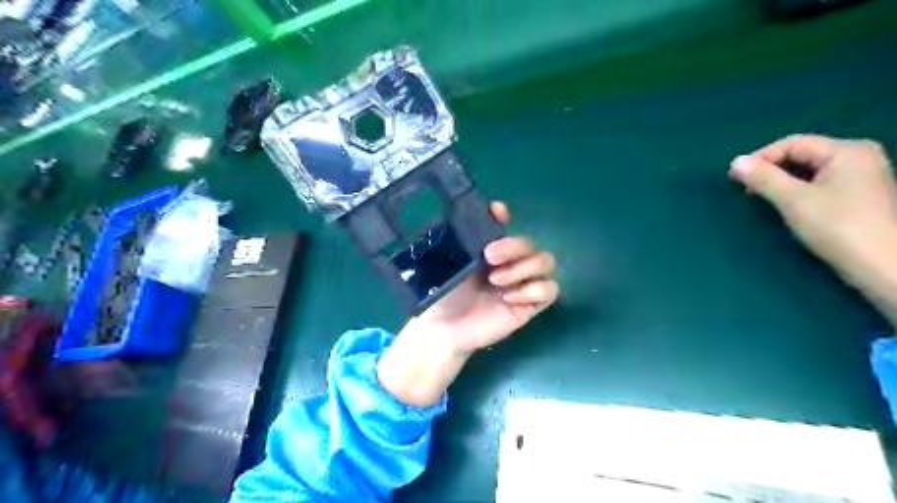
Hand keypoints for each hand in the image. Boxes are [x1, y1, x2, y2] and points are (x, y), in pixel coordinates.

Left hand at [376, 202, 557, 406]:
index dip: (505, 217)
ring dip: (524, 267)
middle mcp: (509, 264)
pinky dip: (533, 290)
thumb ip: (463, 238)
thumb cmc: (443, 295)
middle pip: (530, 244)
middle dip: (514, 246)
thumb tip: (478, 214)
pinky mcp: (529, 305)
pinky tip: (509, 298)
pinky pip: (549, 290)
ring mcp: (522, 284)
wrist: (444, 329)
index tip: (498, 212)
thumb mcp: (449, 264)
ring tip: (496, 281)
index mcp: (489, 251)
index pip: (505, 227)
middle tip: (490, 256)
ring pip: (546, 262)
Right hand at [732, 136, 895, 325]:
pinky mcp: (860, 195)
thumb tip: (736, 162)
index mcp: (847, 151)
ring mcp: (862, 177)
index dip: (760, 157)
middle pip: (802, 154)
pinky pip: (820, 183)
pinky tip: (786, 204)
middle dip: (771, 169)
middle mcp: (858, 157)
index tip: (734, 177)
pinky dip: (798, 190)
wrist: (883, 265)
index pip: (793, 143)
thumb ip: (763, 178)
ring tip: (761, 197)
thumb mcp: (793, 200)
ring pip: (810, 170)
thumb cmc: (837, 226)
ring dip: (782, 181)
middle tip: (745, 188)